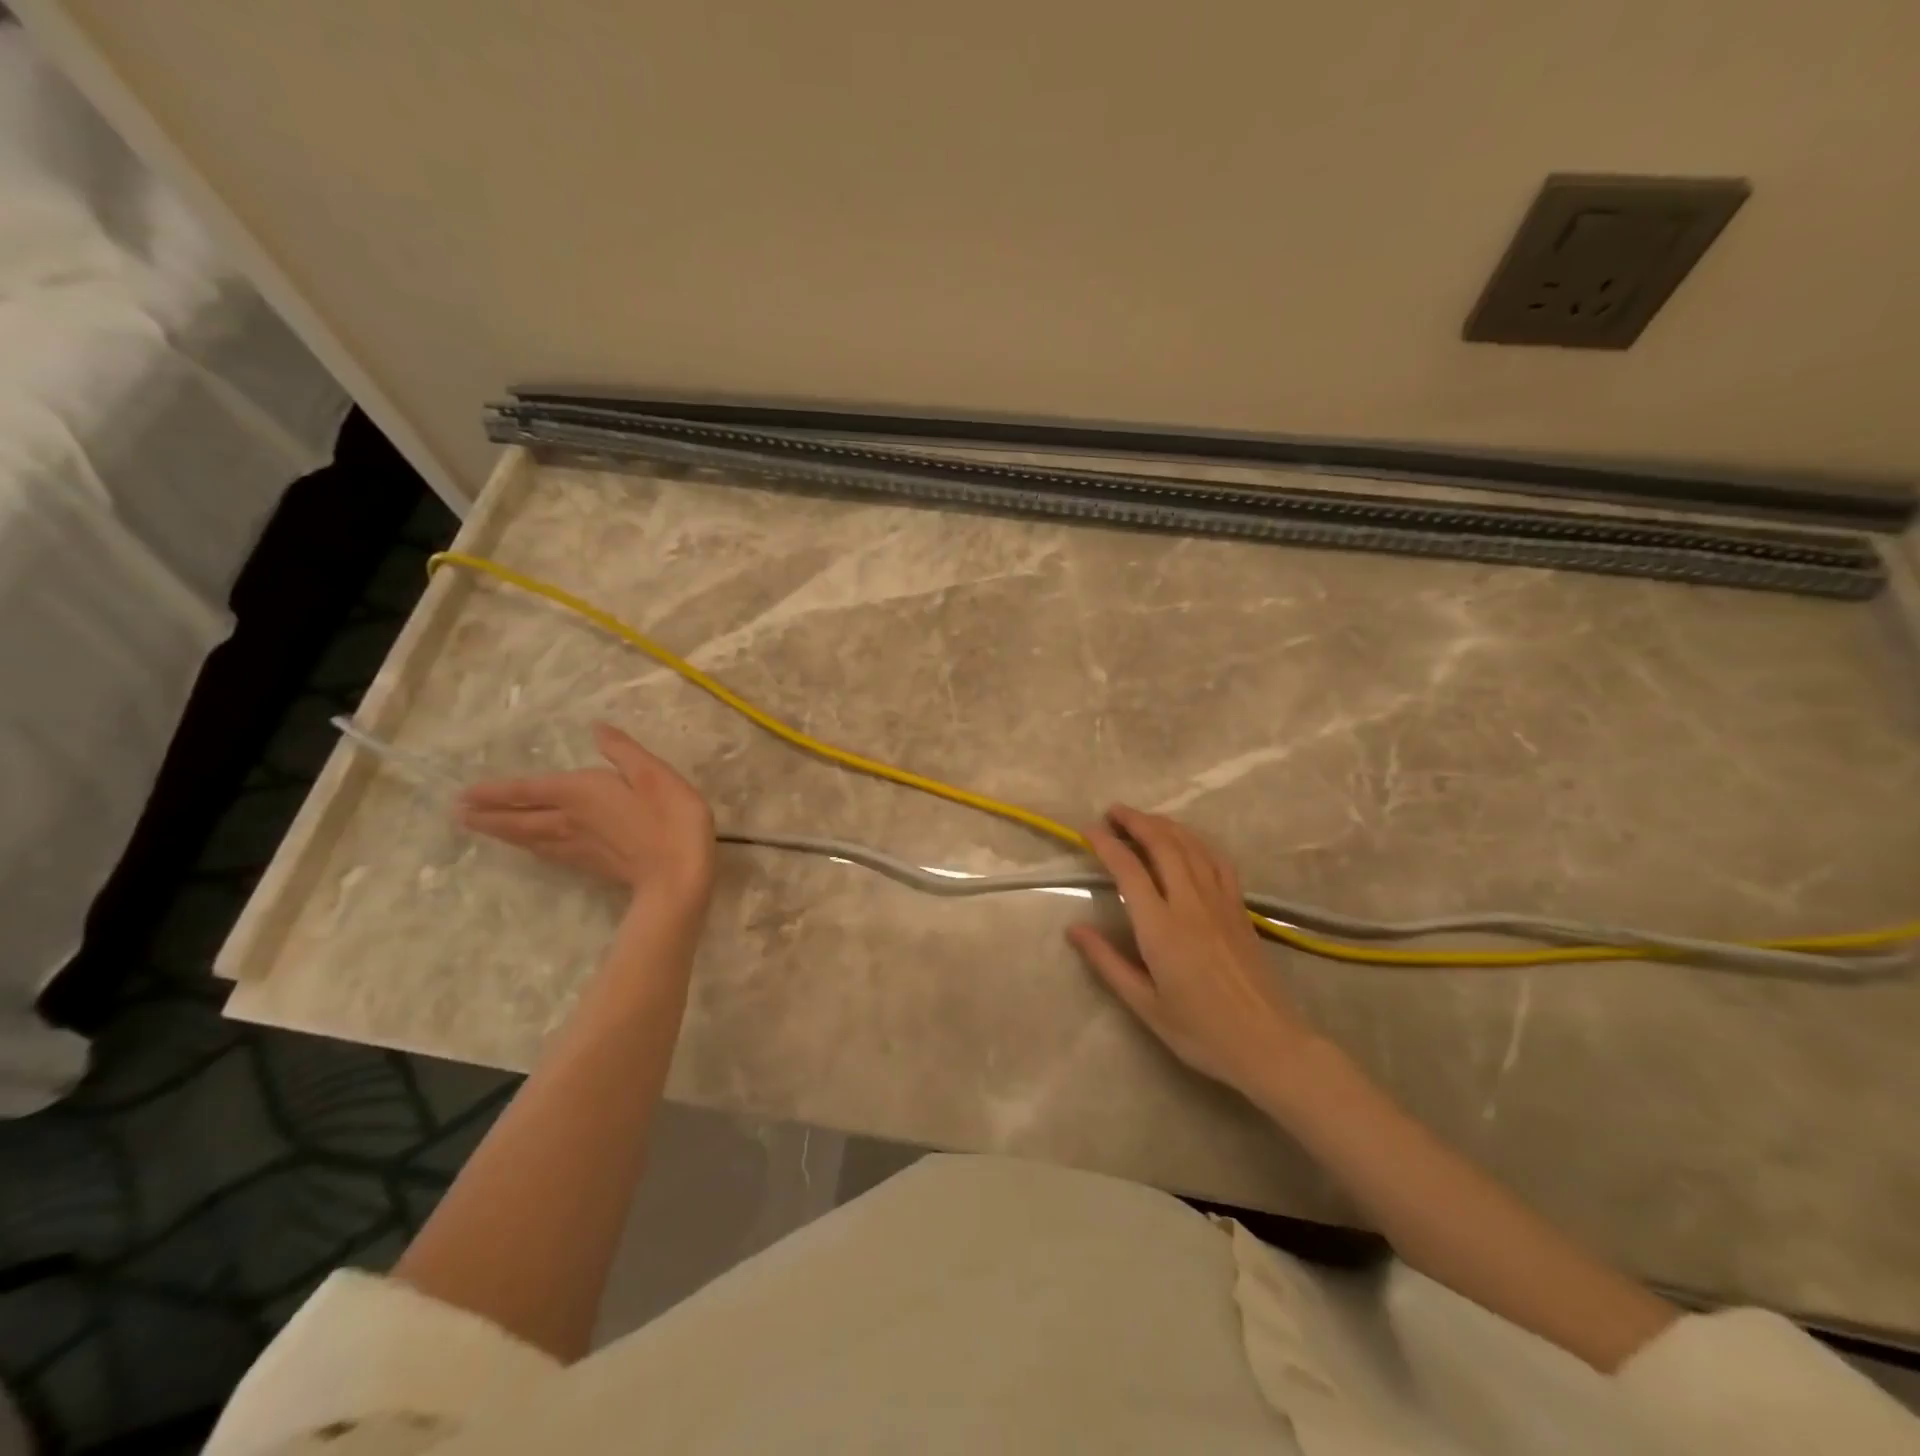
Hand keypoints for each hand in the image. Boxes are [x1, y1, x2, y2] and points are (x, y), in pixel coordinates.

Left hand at [458, 723, 715, 913]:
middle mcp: (569, 820)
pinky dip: (530, 848)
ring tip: (484, 829)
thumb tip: (596, 729)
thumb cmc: (669, 817)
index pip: (526, 790)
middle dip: (489, 816)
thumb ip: (623, 750)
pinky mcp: (591, 865)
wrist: (677, 873)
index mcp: (578, 793)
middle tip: (460, 816)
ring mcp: (578, 847)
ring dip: (504, 833)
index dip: (495, 792)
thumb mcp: (652, 773)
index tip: (464, 796)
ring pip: (530, 838)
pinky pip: (547, 853)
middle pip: (520, 819)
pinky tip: (532, 849)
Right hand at [1068, 805, 1314, 1099]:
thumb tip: (1074, 929)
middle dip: (1135, 821)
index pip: (1128, 870)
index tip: (1087, 830)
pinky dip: (1197, 841)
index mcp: (1161, 928)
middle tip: (1112, 812)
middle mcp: (1190, 904)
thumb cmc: (1200, 1031)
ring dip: (1164, 825)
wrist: (1268, 1044)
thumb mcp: (1144, 1004)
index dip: (1106, 844)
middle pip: (1162, 845)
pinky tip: (1187, 840)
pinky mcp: (1239, 908)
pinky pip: (1218, 860)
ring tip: (1143, 818)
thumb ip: (1107, 962)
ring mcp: (1219, 902)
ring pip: (1191, 846)